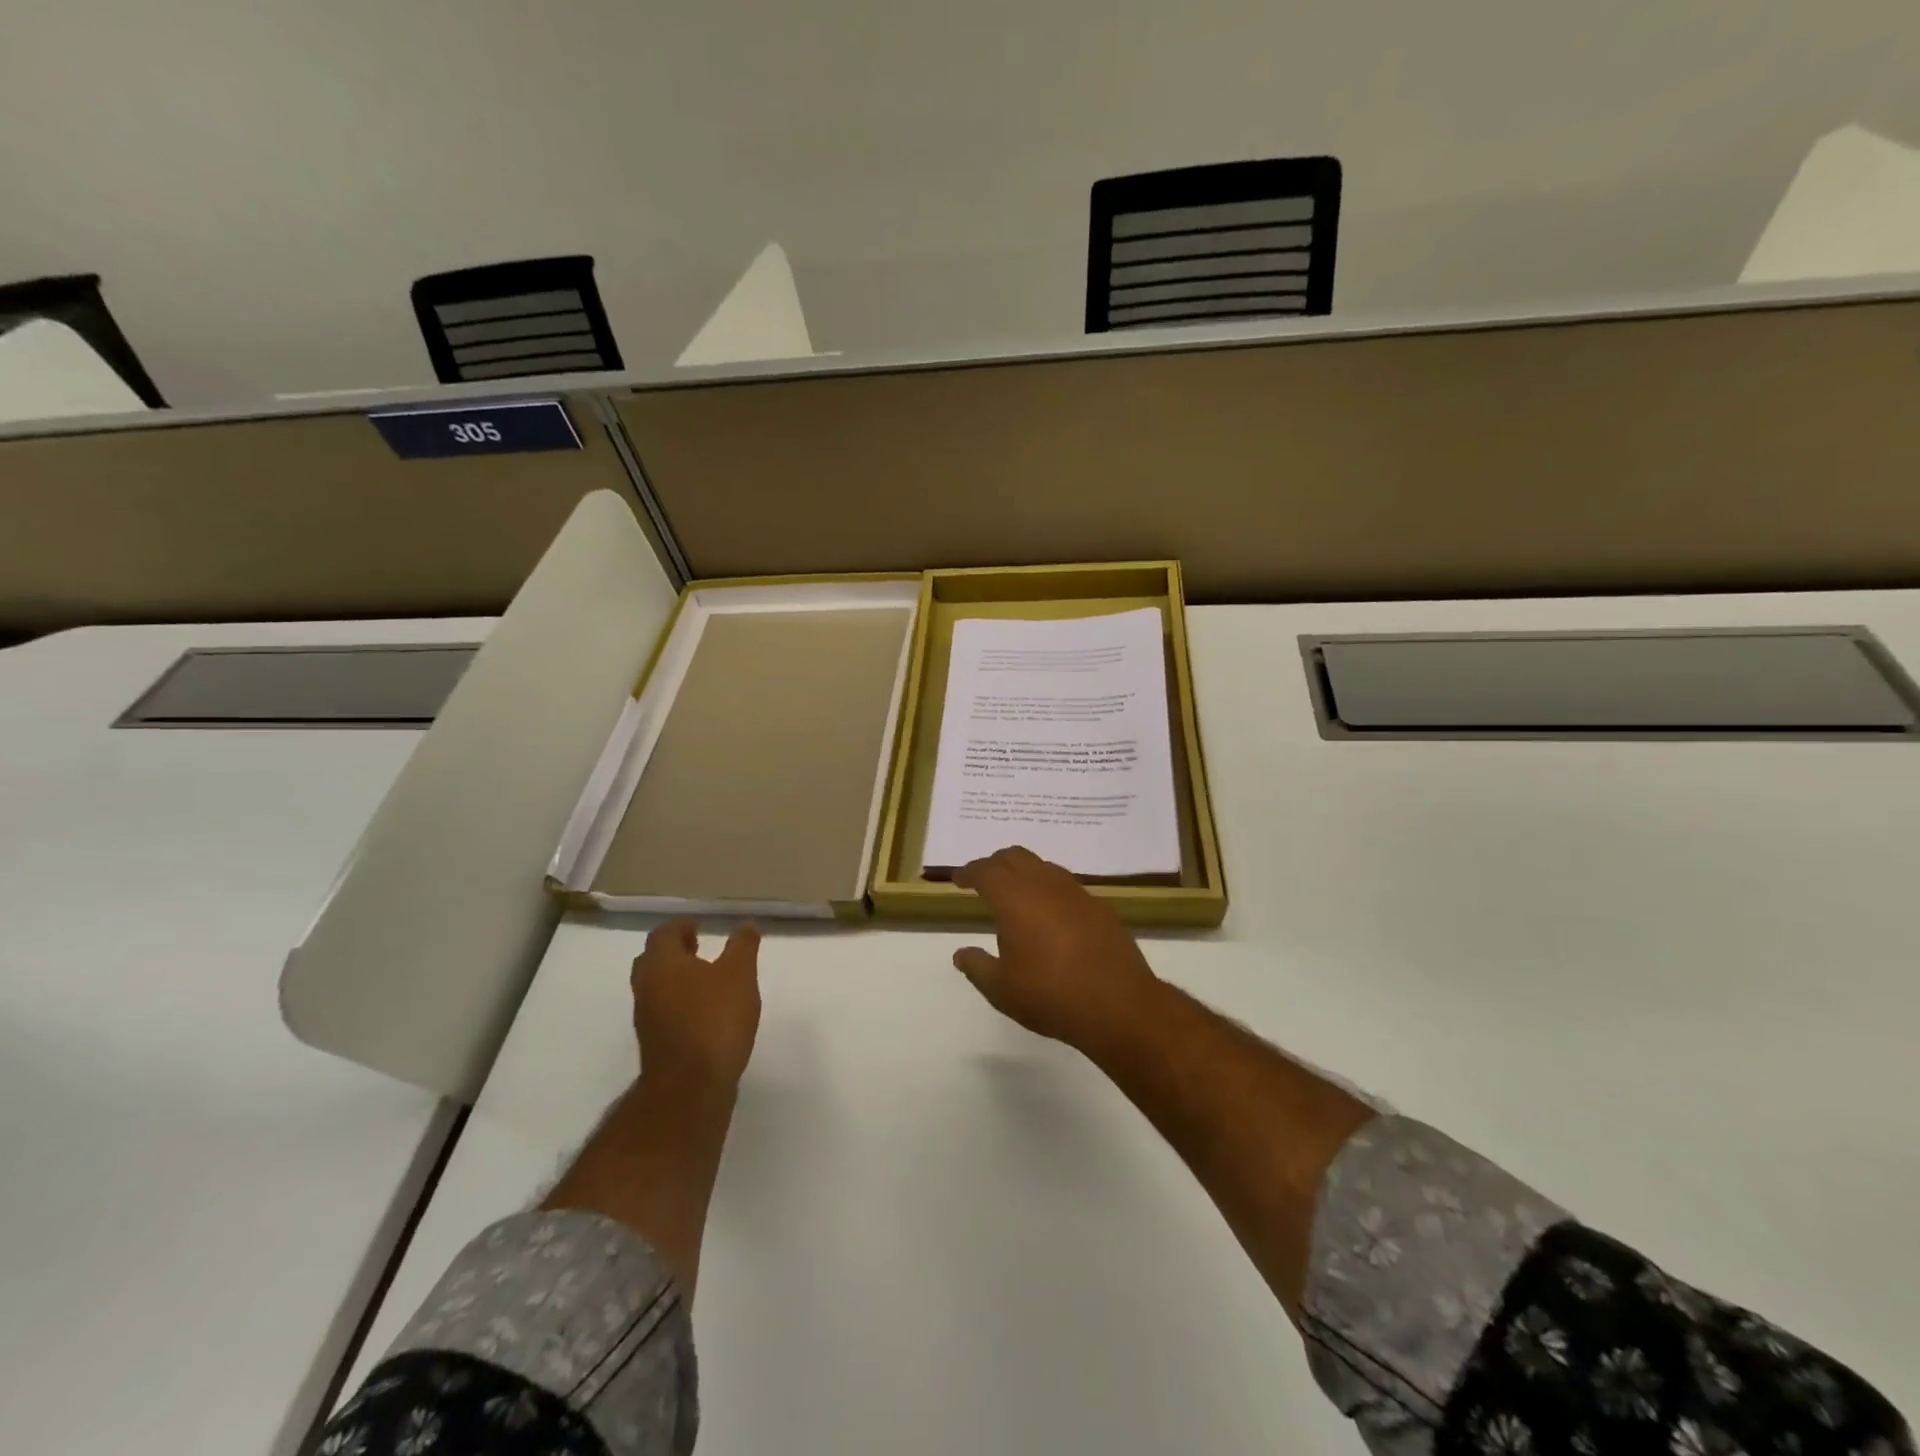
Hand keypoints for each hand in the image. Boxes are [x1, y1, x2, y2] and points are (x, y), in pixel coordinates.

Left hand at [632, 920, 761, 1088]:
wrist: (691, 1086)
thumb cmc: (715, 1018)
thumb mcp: (739, 974)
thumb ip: (743, 946)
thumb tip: (745, 926)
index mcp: (662, 964)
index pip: (663, 934)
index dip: (681, 926)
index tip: (699, 926)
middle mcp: (647, 987)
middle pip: (652, 959)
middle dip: (674, 951)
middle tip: (698, 947)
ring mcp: (647, 1018)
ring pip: (656, 987)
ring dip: (676, 978)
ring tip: (706, 979)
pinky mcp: (655, 1043)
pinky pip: (663, 1011)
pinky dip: (679, 1002)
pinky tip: (704, 1010)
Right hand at [951, 846, 1163, 1056]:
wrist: (1119, 1005)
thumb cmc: (1050, 995)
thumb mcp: (1001, 989)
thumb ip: (977, 966)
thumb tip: (961, 953)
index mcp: (1015, 898)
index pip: (985, 871)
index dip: (968, 872)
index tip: (958, 879)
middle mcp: (1045, 884)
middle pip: (1015, 856)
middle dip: (995, 863)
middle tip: (984, 880)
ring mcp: (1077, 892)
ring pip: (1044, 867)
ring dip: (1025, 873)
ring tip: (1017, 897)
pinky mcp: (1100, 907)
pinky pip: (1067, 886)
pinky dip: (1050, 890)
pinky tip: (1051, 915)